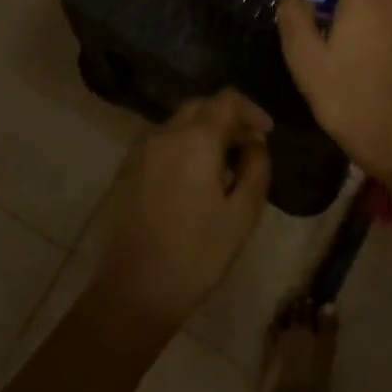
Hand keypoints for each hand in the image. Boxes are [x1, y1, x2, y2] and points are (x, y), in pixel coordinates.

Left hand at [93, 90, 272, 333]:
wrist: (133, 291)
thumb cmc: (196, 254)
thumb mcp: (242, 215)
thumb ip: (256, 169)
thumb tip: (254, 144)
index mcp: (195, 139)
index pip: (227, 100)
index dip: (251, 110)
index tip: (265, 134)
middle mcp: (164, 133)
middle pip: (201, 107)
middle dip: (228, 119)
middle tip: (247, 148)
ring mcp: (140, 149)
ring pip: (179, 123)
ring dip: (204, 132)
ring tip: (222, 166)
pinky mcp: (126, 169)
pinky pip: (162, 142)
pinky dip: (182, 146)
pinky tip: (192, 179)